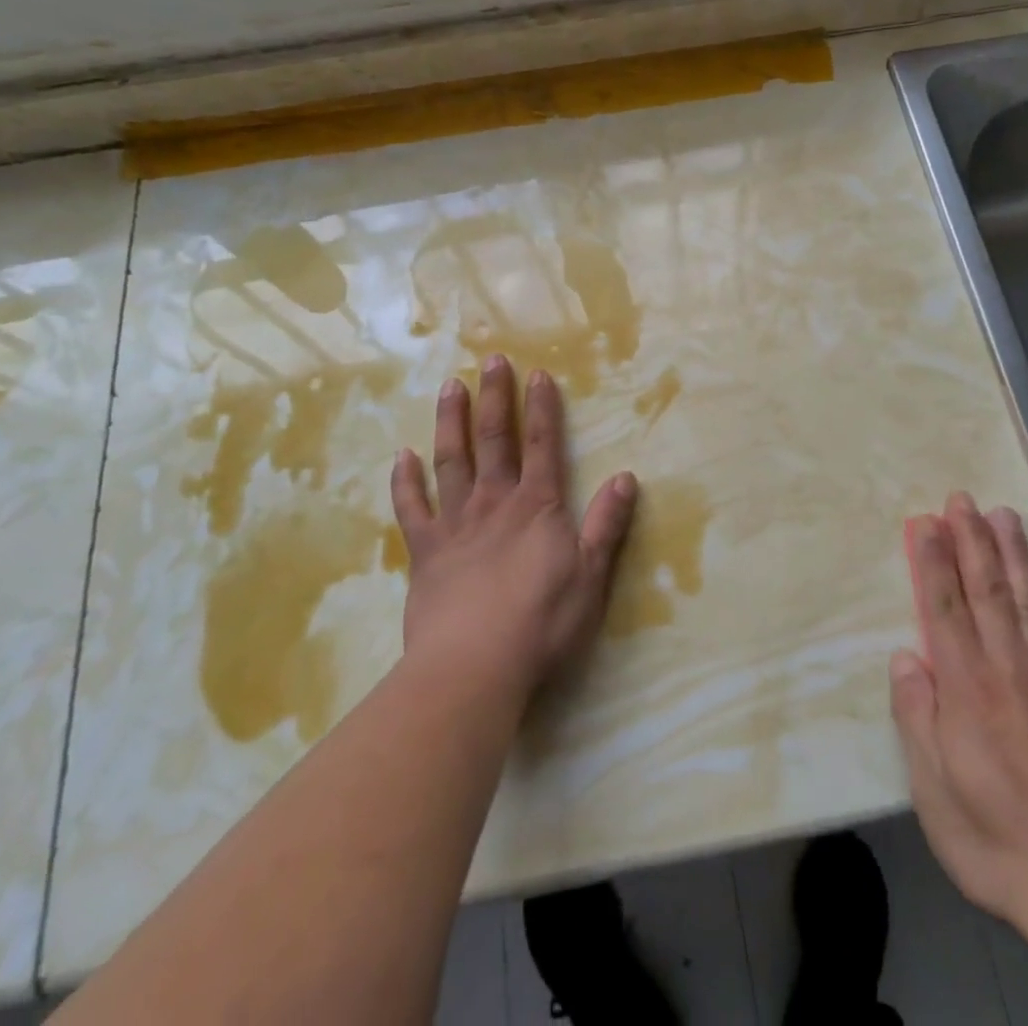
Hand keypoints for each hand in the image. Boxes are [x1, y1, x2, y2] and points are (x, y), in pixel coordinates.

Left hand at [390, 355, 637, 701]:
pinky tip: (401, 456)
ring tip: (450, 387)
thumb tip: (625, 477)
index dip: (541, 408)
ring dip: (452, 422)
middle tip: (490, 361)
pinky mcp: (425, 552)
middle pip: (495, 440)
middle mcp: (494, 503)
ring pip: (452, 461)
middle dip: (495, 398)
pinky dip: (405, 481)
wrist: (473, 667)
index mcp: (537, 507)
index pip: (541, 445)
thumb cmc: (541, 623)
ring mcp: (455, 524)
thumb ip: (606, 525)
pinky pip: (411, 509)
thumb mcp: (590, 576)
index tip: (538, 373)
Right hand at [889, 494, 1027, 939]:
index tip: (925, 522)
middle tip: (962, 500)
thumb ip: (917, 719)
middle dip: (972, 543)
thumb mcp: (933, 790)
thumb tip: (907, 658)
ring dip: (1014, 559)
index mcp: (968, 693)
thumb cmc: (993, 840)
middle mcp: (1009, 676)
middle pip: (988, 596)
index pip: (945, 612)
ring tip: (1004, 517)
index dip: (933, 563)